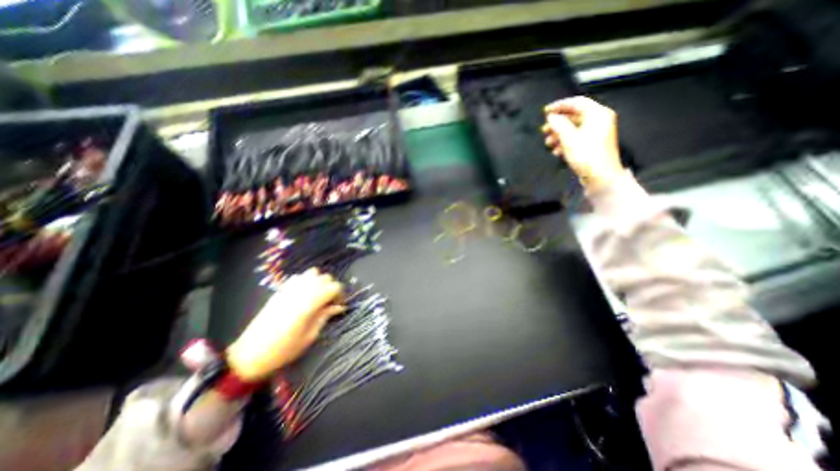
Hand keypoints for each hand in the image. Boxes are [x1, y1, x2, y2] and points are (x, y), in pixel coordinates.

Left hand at [226, 269, 343, 382]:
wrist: (249, 355)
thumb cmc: (284, 350)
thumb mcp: (310, 336)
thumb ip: (325, 316)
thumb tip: (339, 307)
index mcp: (309, 304)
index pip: (334, 287)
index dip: (340, 294)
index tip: (338, 305)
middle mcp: (300, 292)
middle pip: (325, 278)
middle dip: (331, 288)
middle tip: (330, 302)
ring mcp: (289, 289)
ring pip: (312, 273)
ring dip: (319, 282)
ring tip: (318, 296)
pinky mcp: (280, 291)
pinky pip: (298, 277)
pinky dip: (306, 281)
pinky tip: (304, 294)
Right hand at [545, 95, 621, 191]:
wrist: (600, 176)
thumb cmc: (586, 155)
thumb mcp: (569, 138)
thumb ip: (559, 125)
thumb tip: (551, 117)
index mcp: (597, 114)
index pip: (576, 102)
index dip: (559, 105)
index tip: (545, 112)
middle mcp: (599, 120)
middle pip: (574, 116)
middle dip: (557, 124)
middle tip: (544, 130)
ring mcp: (596, 133)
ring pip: (573, 129)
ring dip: (558, 135)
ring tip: (548, 143)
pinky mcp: (592, 145)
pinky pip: (576, 138)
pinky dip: (565, 143)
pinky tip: (557, 151)